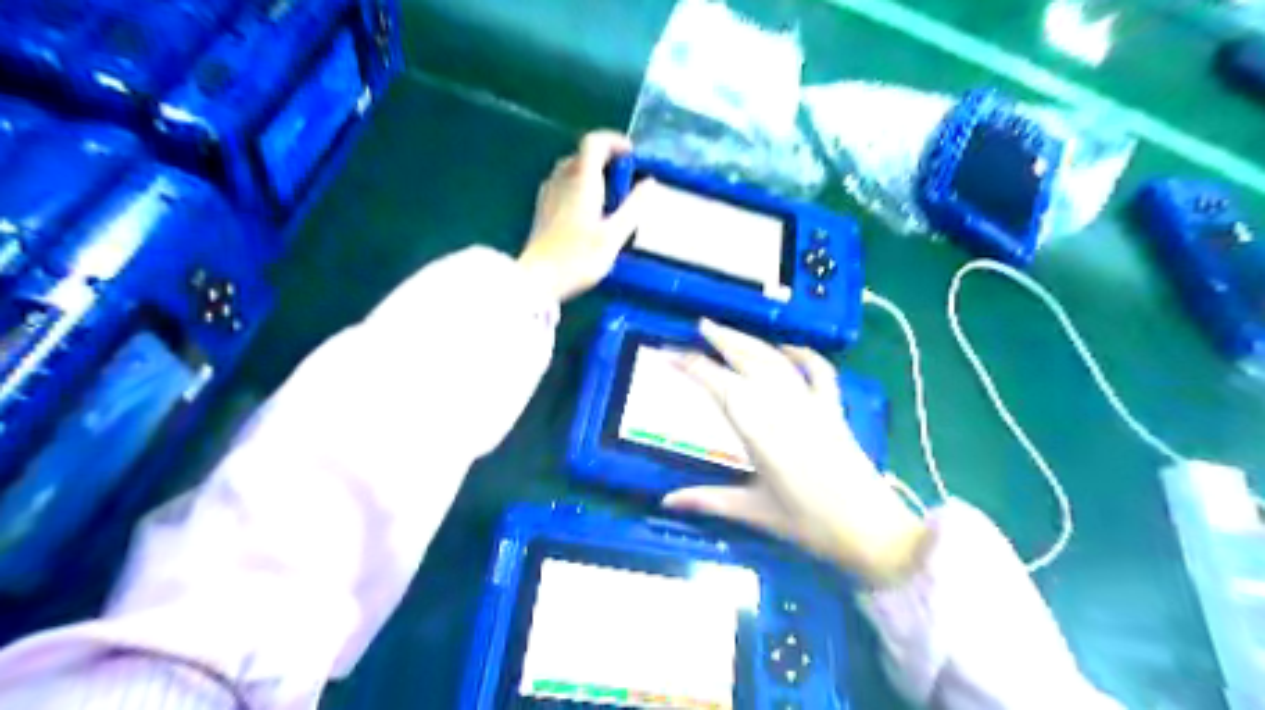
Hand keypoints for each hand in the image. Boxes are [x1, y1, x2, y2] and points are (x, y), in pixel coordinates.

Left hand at [515, 129, 652, 301]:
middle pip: (583, 155)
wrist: (537, 281)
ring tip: (611, 200)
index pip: (594, 142)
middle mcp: (561, 180)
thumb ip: (633, 207)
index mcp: (581, 180)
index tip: (632, 156)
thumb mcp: (613, 235)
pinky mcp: (542, 211)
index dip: (615, 141)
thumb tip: (650, 183)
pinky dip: (580, 189)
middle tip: (626, 182)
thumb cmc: (578, 258)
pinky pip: (564, 186)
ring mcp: (548, 195)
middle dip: (606, 161)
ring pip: (571, 171)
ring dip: (593, 175)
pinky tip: (590, 214)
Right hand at [663, 322, 924, 587]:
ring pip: (777, 361)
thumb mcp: (755, 512)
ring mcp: (813, 404)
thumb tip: (666, 501)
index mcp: (760, 432)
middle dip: (722, 340)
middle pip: (749, 362)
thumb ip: (708, 500)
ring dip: (752, 342)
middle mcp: (784, 408)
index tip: (669, 354)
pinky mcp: (834, 409)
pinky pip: (820, 372)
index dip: (692, 367)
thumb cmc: (810, 524)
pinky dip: (804, 355)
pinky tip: (787, 347)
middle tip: (700, 325)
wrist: (872, 531)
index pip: (719, 387)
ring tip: (729, 330)